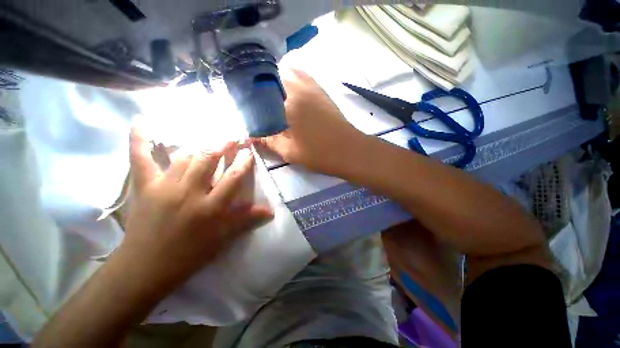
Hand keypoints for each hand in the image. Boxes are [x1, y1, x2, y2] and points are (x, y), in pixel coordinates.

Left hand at [121, 128, 272, 288]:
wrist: (146, 268)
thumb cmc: (190, 255)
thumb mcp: (223, 239)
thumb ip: (247, 220)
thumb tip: (271, 211)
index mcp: (211, 208)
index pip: (233, 177)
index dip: (243, 161)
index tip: (248, 151)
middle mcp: (189, 193)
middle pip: (208, 159)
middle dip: (222, 145)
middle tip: (231, 139)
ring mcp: (164, 187)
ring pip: (184, 157)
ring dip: (199, 147)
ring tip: (209, 143)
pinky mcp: (144, 187)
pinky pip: (140, 159)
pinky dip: (139, 139)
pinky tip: (141, 121)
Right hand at [257, 69, 366, 174]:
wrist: (348, 150)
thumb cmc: (319, 153)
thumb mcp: (289, 151)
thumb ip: (268, 141)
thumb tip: (250, 136)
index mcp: (288, 102)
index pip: (260, 92)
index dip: (249, 98)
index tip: (246, 108)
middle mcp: (299, 87)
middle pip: (272, 76)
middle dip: (261, 87)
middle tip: (257, 104)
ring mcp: (312, 87)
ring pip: (288, 73)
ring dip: (277, 82)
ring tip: (271, 98)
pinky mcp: (321, 92)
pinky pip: (303, 78)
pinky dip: (292, 81)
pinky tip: (290, 95)